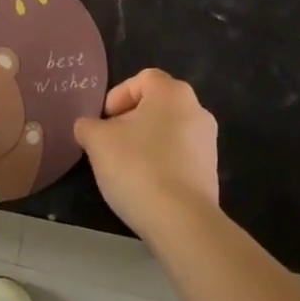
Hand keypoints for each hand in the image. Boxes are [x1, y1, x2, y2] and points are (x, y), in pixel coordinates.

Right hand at [74, 68, 219, 241]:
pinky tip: (146, 184)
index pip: (142, 79)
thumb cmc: (137, 167)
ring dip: (145, 142)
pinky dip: (161, 162)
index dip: (118, 95)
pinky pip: (180, 156)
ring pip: (168, 131)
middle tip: (110, 143)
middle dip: (130, 120)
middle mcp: (197, 110)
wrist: (181, 221)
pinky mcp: (211, 171)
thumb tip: (88, 127)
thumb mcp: (97, 142)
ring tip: (125, 167)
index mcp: (172, 93)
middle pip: (156, 105)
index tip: (104, 121)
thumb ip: (88, 126)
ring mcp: (208, 142)